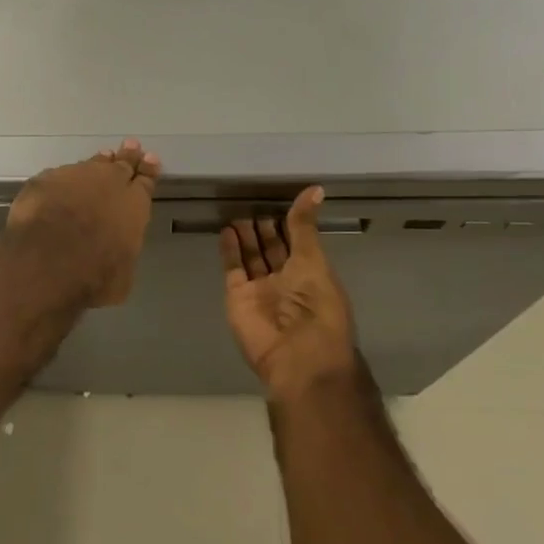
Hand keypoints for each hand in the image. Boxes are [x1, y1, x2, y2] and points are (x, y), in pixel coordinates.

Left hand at [7, 139, 160, 307]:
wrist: (48, 259)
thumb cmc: (95, 275)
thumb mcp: (122, 276)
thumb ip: (121, 254)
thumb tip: (115, 255)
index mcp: (133, 205)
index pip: (145, 183)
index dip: (149, 171)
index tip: (151, 159)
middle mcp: (107, 183)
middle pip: (121, 165)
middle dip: (128, 157)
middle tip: (131, 145)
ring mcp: (74, 177)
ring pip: (90, 165)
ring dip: (98, 162)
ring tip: (103, 157)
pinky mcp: (44, 181)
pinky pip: (59, 176)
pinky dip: (63, 179)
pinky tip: (60, 183)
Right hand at [221, 187, 356, 399]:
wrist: (298, 354)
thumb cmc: (316, 305)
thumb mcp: (313, 260)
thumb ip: (304, 225)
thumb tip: (315, 189)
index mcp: (311, 274)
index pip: (297, 242)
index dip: (288, 223)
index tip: (277, 199)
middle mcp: (286, 281)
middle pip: (272, 249)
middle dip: (264, 228)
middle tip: (253, 201)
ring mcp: (260, 290)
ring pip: (251, 257)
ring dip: (246, 236)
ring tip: (237, 212)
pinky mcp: (238, 297)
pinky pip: (233, 269)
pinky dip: (230, 250)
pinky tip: (227, 230)